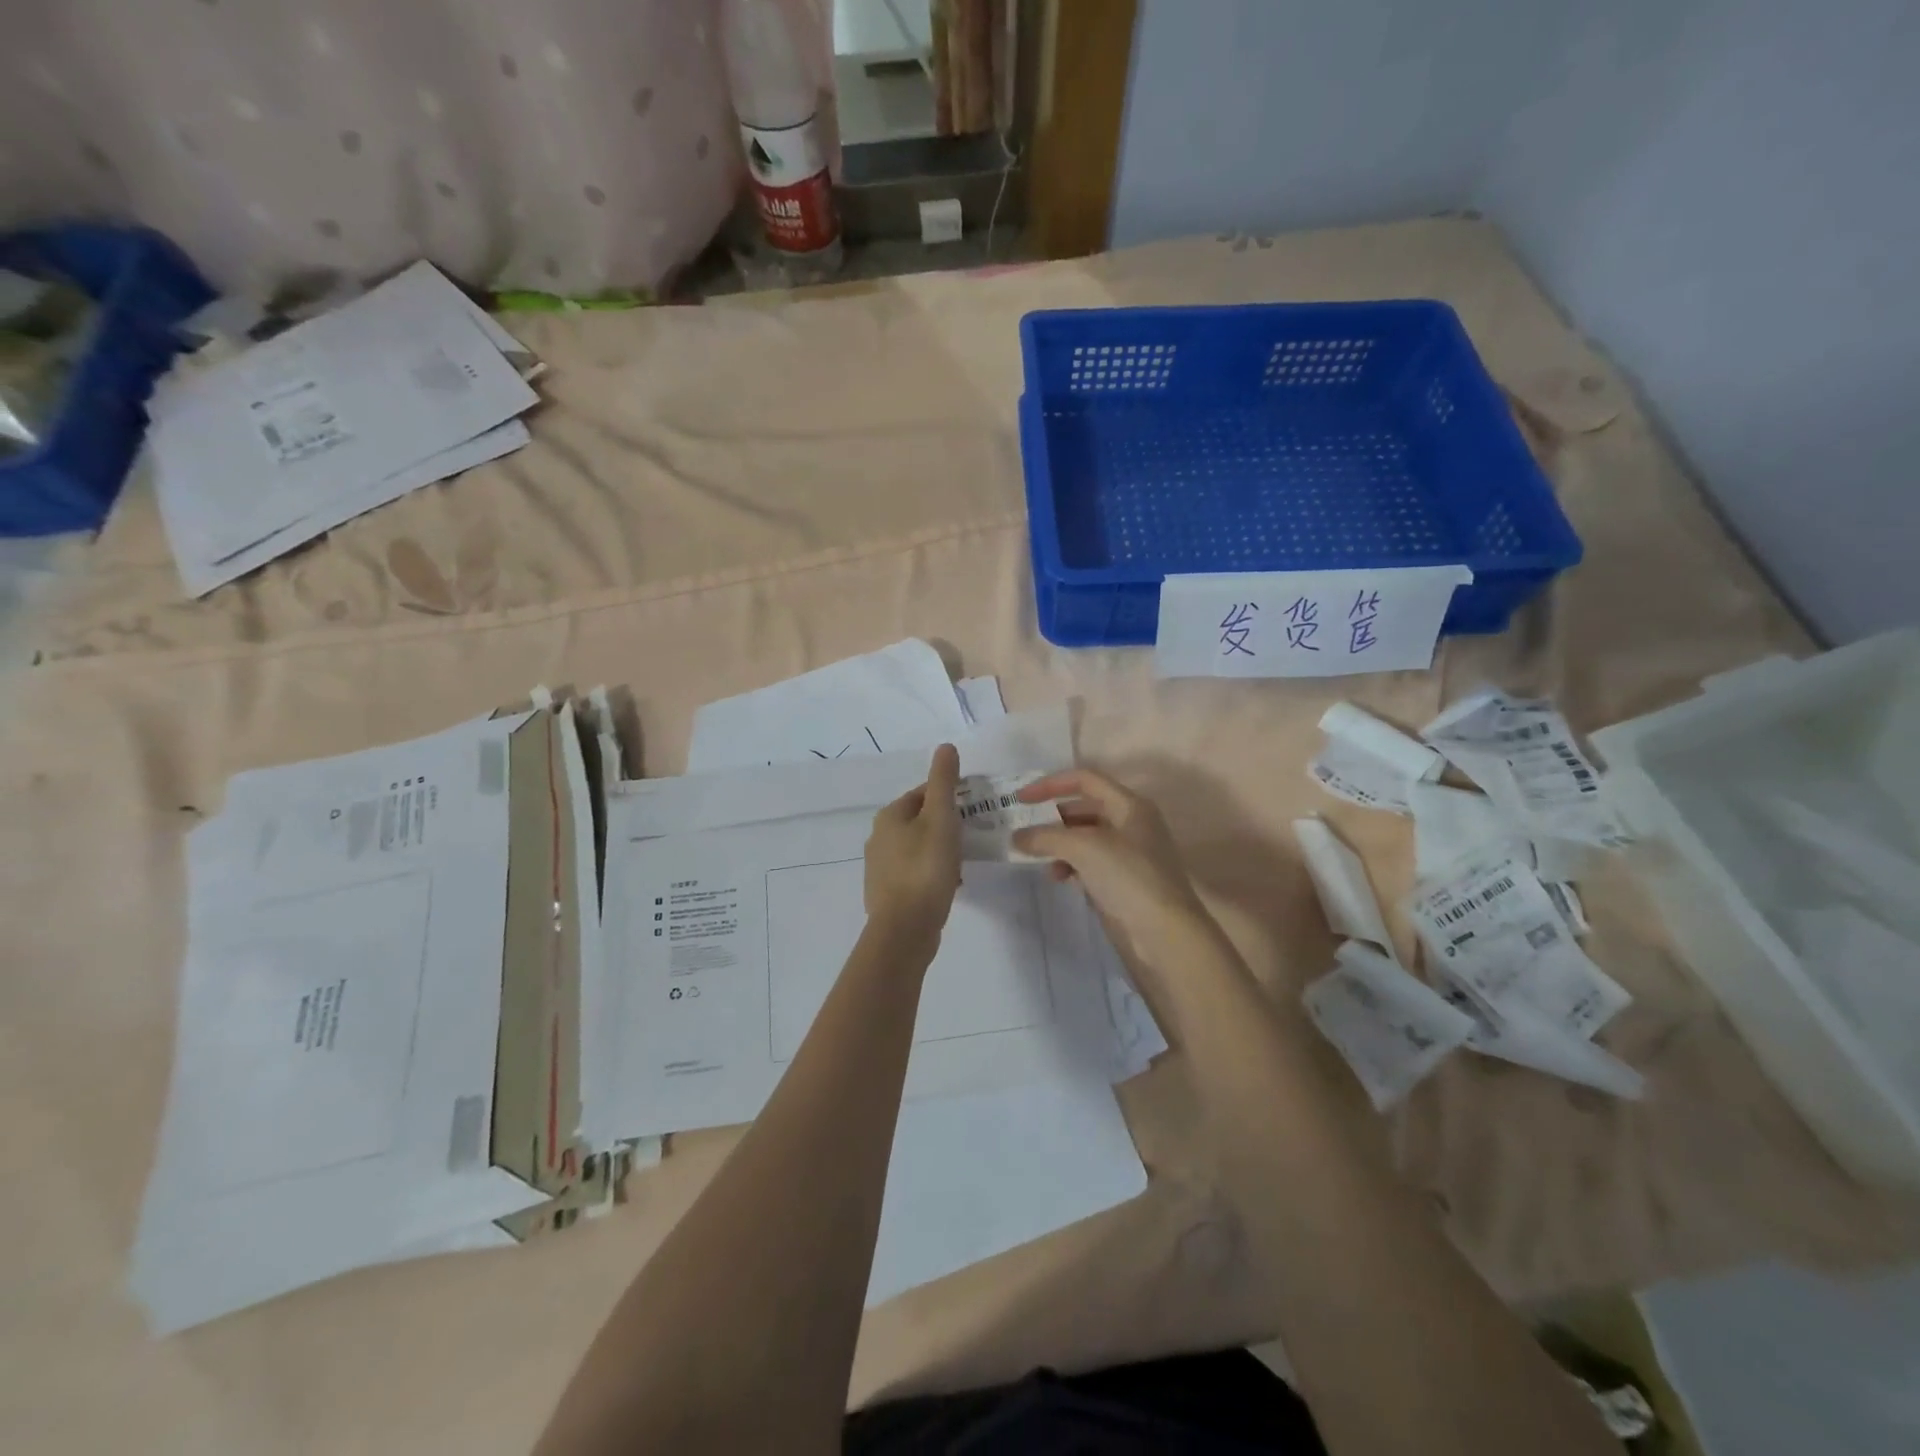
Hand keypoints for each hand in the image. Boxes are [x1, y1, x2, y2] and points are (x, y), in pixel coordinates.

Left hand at [863, 744, 962, 943]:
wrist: (904, 929)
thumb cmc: (925, 867)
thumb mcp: (941, 818)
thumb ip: (944, 782)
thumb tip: (945, 747)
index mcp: (889, 816)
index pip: (923, 793)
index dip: (950, 797)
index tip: (974, 809)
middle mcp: (878, 837)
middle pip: (919, 821)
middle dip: (946, 826)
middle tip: (972, 837)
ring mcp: (879, 867)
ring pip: (917, 848)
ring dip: (940, 852)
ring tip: (963, 863)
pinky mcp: (887, 894)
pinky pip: (914, 873)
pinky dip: (932, 874)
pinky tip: (949, 886)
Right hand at [1012, 768, 1209, 958]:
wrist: (1164, 935)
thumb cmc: (1128, 878)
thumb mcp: (1084, 848)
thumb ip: (1046, 837)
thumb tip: (1017, 837)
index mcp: (1130, 805)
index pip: (1085, 780)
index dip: (1051, 784)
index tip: (1020, 799)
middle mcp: (1132, 825)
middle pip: (1084, 809)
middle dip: (1053, 818)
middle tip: (1025, 830)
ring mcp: (1129, 856)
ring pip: (1085, 839)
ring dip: (1059, 845)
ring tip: (1039, 859)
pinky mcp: (1123, 883)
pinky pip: (1089, 865)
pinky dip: (1071, 866)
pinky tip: (1059, 878)